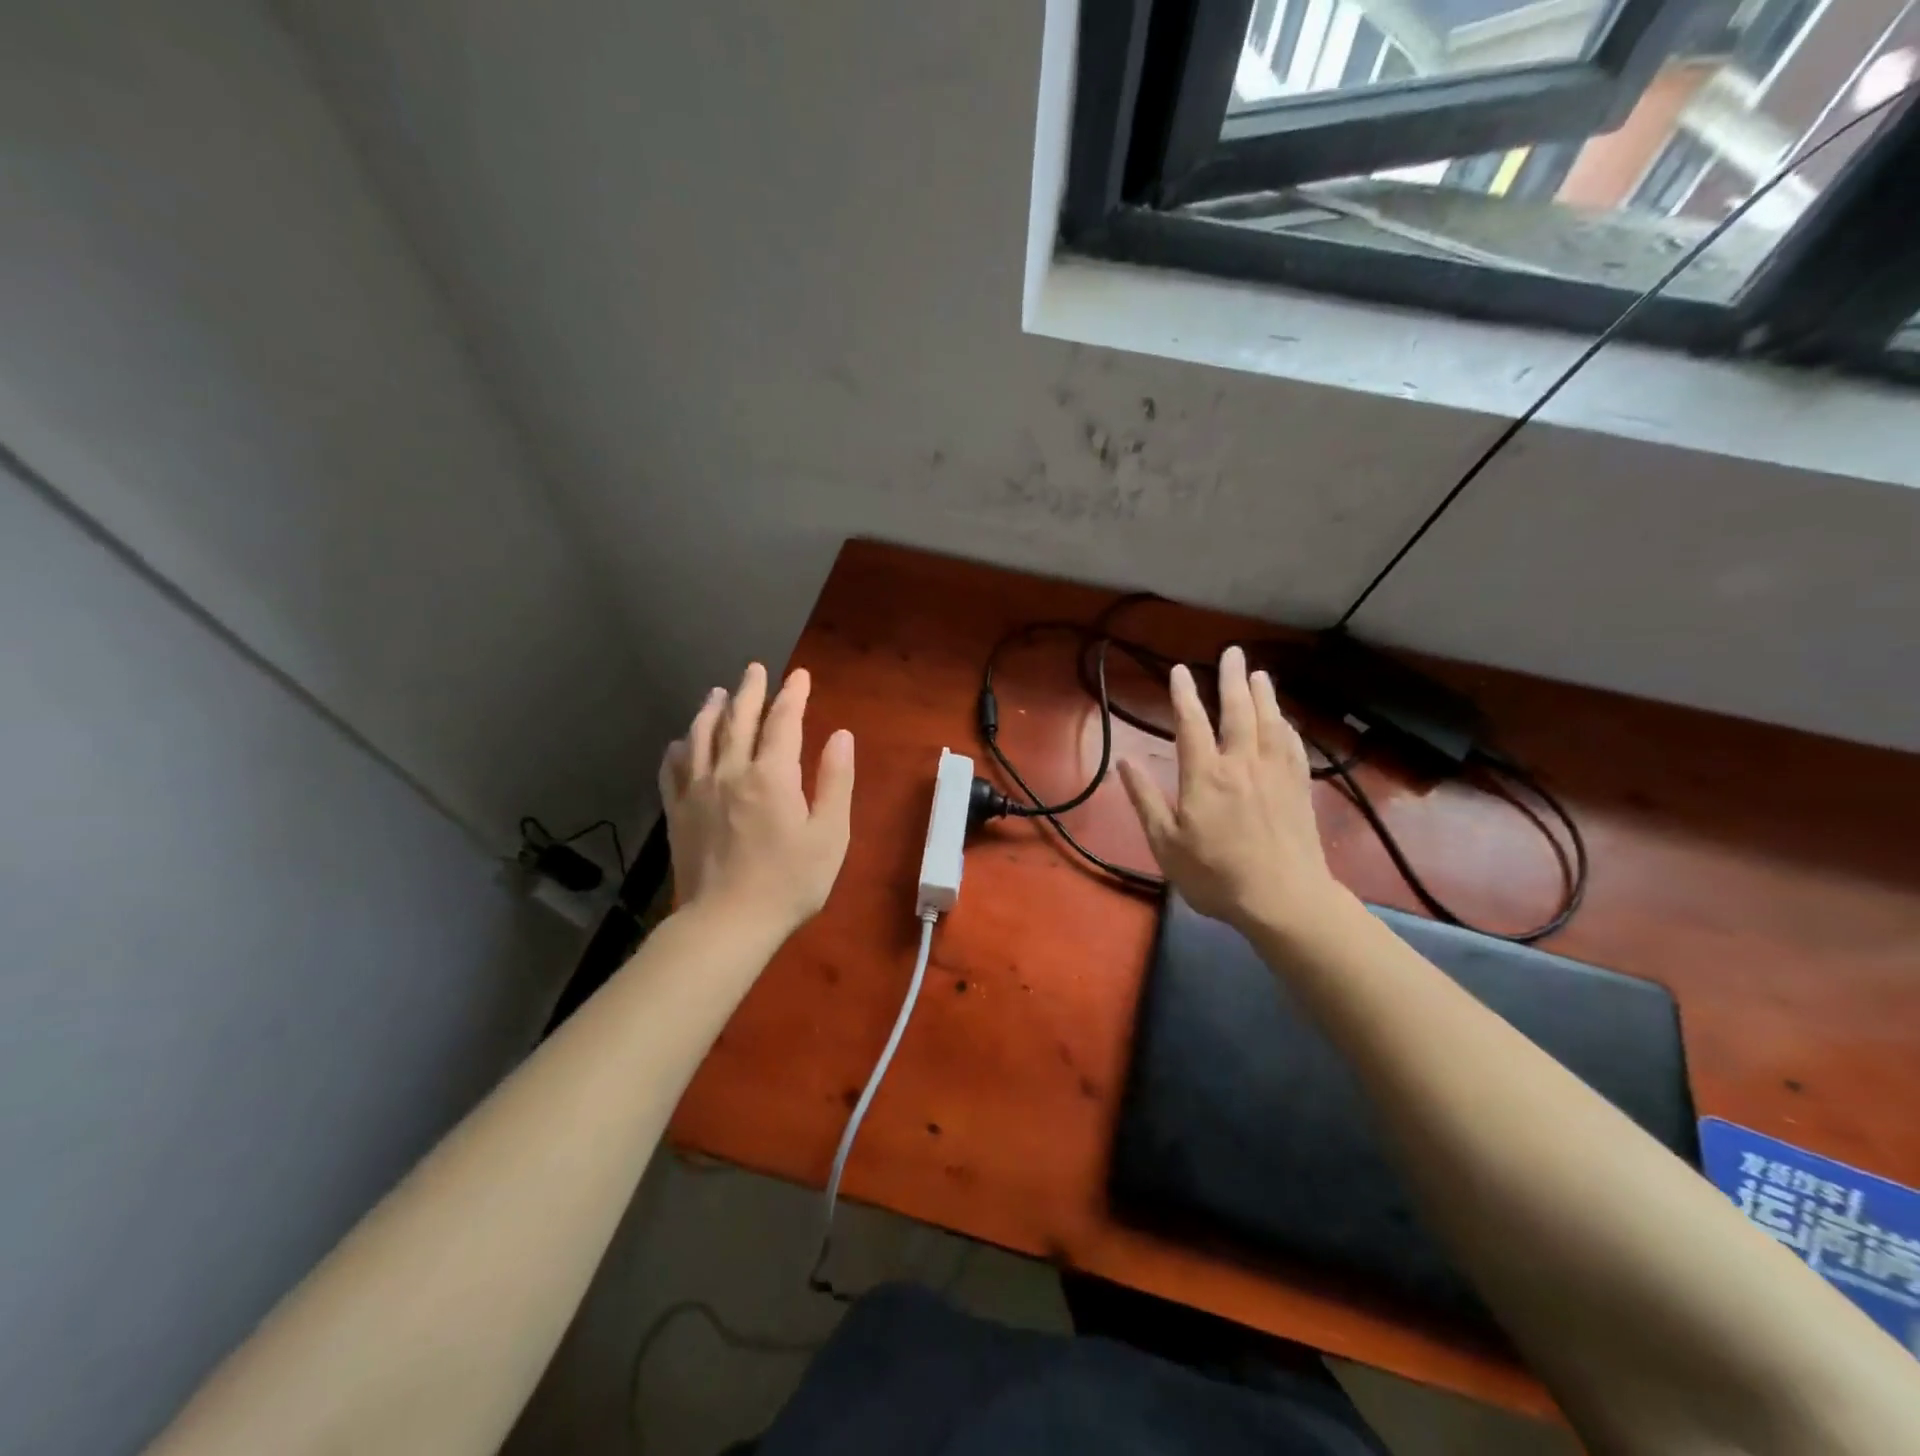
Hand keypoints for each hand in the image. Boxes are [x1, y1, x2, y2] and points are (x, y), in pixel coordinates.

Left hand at [658, 663, 854, 936]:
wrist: (726, 923)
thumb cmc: (789, 882)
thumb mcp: (829, 834)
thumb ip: (835, 781)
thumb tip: (841, 736)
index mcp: (771, 775)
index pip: (783, 721)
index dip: (793, 695)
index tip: (800, 675)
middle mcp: (730, 771)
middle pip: (738, 720)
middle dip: (750, 690)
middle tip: (755, 668)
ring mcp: (698, 791)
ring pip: (701, 737)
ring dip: (711, 710)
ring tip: (717, 693)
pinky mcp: (678, 813)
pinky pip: (673, 770)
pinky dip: (679, 749)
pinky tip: (681, 743)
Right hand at [1117, 646, 1342, 936]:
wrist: (1284, 900)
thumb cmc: (1216, 876)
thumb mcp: (1166, 844)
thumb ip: (1146, 800)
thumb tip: (1126, 762)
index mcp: (1205, 775)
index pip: (1192, 724)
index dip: (1184, 695)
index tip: (1180, 671)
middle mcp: (1242, 764)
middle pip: (1238, 712)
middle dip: (1233, 679)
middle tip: (1232, 653)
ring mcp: (1275, 774)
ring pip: (1270, 722)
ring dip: (1264, 695)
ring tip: (1260, 674)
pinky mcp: (1299, 788)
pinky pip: (1294, 746)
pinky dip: (1287, 726)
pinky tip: (1285, 720)